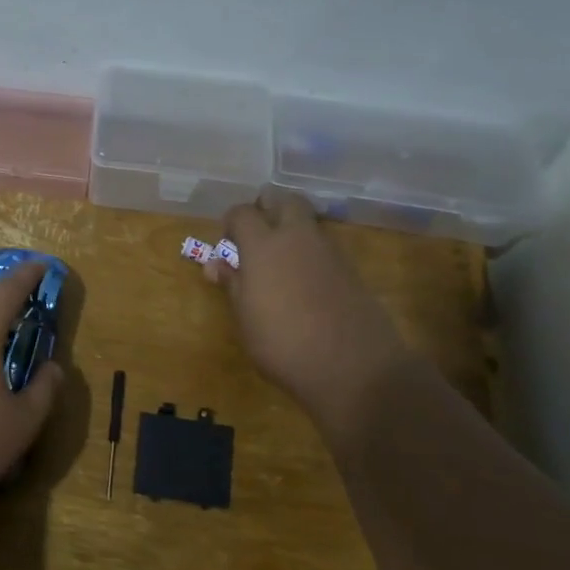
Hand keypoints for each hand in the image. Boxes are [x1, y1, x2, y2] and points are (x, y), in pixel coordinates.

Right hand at [213, 189, 406, 428]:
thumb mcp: (245, 319)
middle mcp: (298, 238)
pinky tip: (304, 284)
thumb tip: (216, 264)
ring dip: (293, 231)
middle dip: (270, 208)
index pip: (242, 213)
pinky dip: (311, 255)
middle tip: (258, 233)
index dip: (232, 224)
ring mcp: (330, 252)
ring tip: (279, 263)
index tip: (227, 245)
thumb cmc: (283, 344)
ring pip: (309, 223)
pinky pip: (325, 248)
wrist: (353, 367)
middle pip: (286, 201)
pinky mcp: (351, 270)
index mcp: (264, 245)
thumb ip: (232, 285)